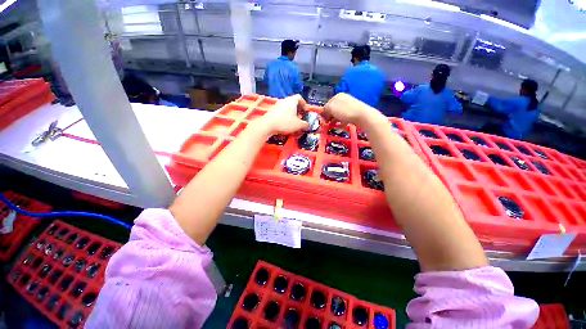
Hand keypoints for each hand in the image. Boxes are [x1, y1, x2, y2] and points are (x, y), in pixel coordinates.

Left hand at [258, 94, 308, 134]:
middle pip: (293, 102)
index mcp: (291, 101)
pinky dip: (285, 115)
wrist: (267, 125)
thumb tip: (307, 125)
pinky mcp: (272, 111)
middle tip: (300, 117)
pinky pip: (281, 111)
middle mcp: (284, 100)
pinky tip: (286, 123)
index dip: (304, 104)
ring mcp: (277, 105)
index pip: (300, 97)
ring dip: (291, 113)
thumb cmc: (284, 123)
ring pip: (287, 107)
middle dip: (298, 109)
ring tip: (293, 121)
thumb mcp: (298, 125)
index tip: (305, 111)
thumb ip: (305, 124)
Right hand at [323, 93, 376, 125]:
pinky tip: (343, 123)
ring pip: (338, 114)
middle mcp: (343, 99)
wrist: (362, 116)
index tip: (323, 121)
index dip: (324, 113)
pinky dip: (342, 120)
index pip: (326, 105)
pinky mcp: (353, 111)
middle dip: (330, 117)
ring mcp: (349, 105)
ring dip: (335, 119)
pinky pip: (344, 117)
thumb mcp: (331, 108)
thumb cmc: (345, 111)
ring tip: (336, 124)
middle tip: (329, 123)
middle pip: (332, 109)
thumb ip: (325, 109)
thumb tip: (323, 113)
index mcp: (337, 96)